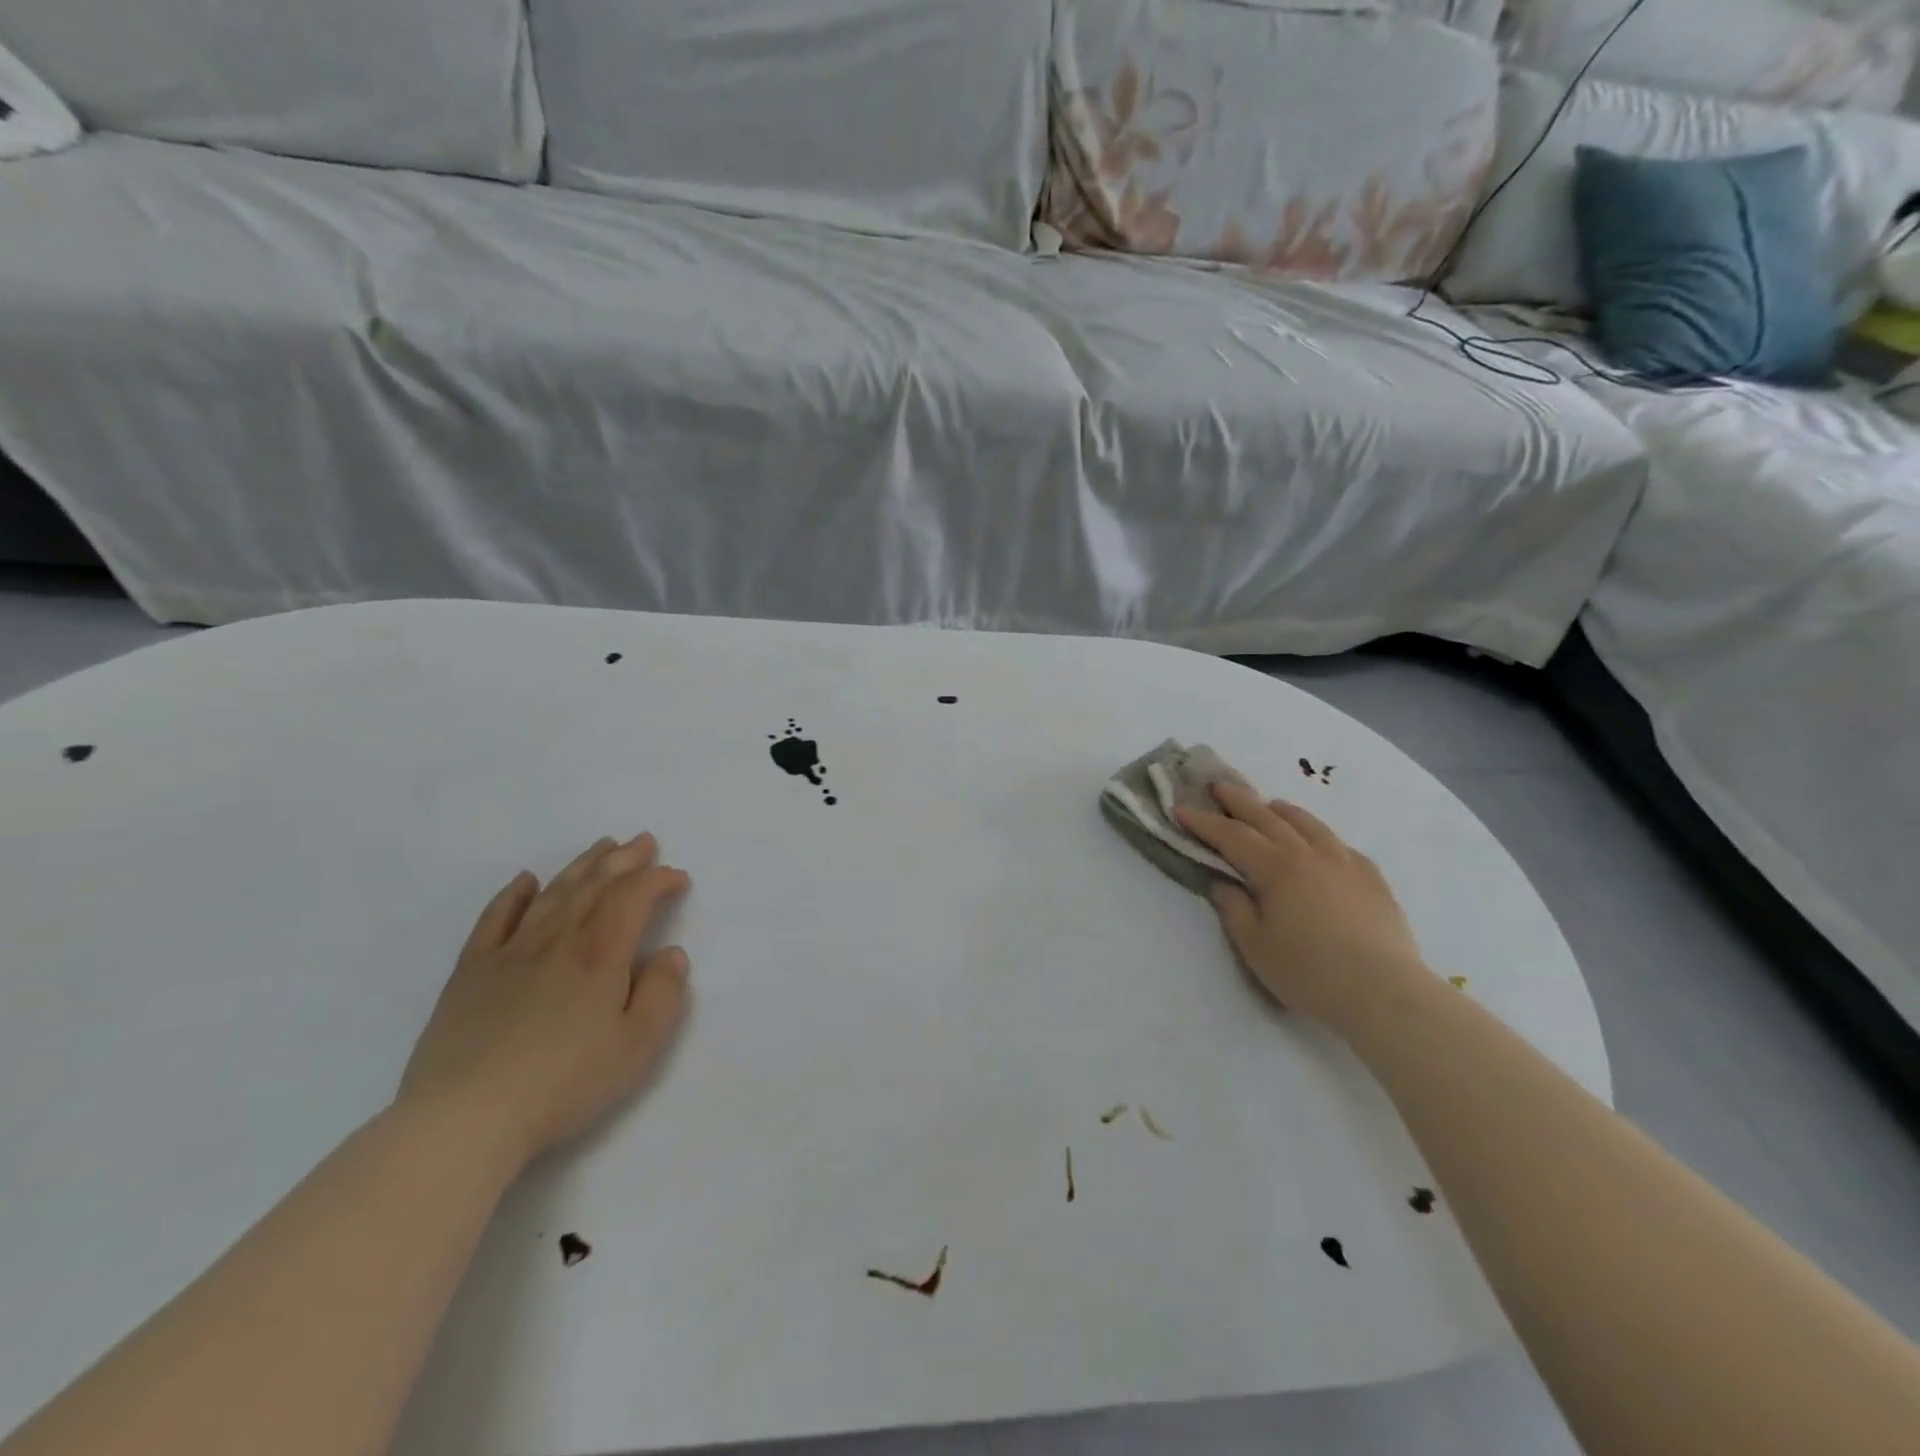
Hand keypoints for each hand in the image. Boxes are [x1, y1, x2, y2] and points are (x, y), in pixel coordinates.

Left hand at [397, 833, 692, 1168]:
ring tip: (602, 846)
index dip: (659, 880)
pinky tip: (526, 881)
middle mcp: (557, 940)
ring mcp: (509, 952)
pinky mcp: (471, 972)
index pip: (634, 896)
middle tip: (644, 841)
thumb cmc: (564, 1085)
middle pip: (595, 884)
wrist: (464, 1120)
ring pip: (553, 893)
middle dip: (624, 859)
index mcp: (600, 954)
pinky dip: (514, 895)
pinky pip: (495, 919)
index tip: (679, 879)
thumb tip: (670, 954)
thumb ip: (663, 994)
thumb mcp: (637, 1047)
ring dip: (582, 865)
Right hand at [1176, 782, 1426, 1030]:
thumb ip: (1234, 909)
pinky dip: (1320, 835)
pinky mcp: (1372, 878)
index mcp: (1275, 869)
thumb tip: (1223, 883)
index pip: (1231, 836)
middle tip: (1218, 785)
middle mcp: (1309, 854)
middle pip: (1267, 818)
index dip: (1203, 821)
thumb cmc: (1309, 973)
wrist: (1386, 993)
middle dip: (1238, 800)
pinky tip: (1320, 842)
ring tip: (1270, 804)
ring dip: (1281, 810)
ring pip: (1308, 823)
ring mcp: (1345, 862)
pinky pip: (1340, 844)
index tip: (1180, 808)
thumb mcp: (1255, 946)